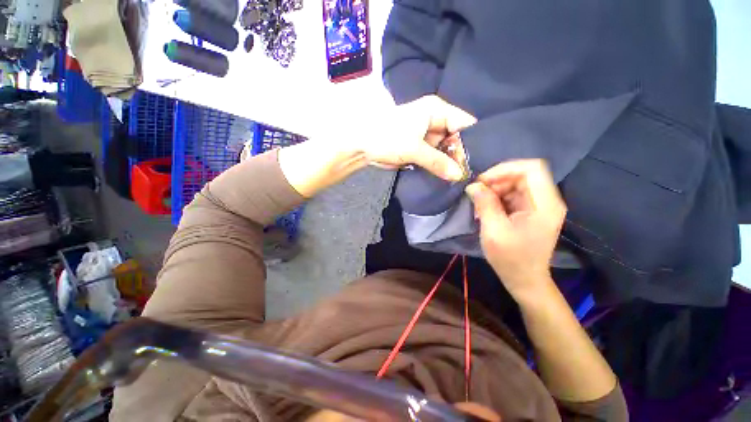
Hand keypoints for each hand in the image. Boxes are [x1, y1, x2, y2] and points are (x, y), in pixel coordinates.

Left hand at [360, 95, 476, 180]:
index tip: (480, 160)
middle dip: (461, 155)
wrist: (363, 146)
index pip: (464, 123)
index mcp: (436, 110)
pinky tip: (447, 176)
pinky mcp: (420, 148)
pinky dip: (439, 166)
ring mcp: (427, 136)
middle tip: (469, 174)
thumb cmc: (388, 138)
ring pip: (446, 149)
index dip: (473, 141)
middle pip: (456, 138)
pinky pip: (435, 157)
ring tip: (460, 177)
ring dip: (450, 163)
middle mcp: (435, 120)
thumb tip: (458, 175)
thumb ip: (437, 162)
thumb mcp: (414, 149)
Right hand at [465, 160, 566, 301]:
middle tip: (477, 193)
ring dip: (495, 189)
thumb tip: (473, 185)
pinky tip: (486, 209)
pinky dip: (497, 197)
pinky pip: (513, 195)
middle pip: (522, 174)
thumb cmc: (511, 258)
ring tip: (479, 203)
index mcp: (545, 204)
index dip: (505, 168)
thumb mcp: (493, 231)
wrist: (524, 279)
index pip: (532, 168)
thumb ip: (484, 204)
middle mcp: (546, 200)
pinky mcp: (530, 211)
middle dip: (496, 180)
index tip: (483, 181)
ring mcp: (539, 205)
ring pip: (516, 183)